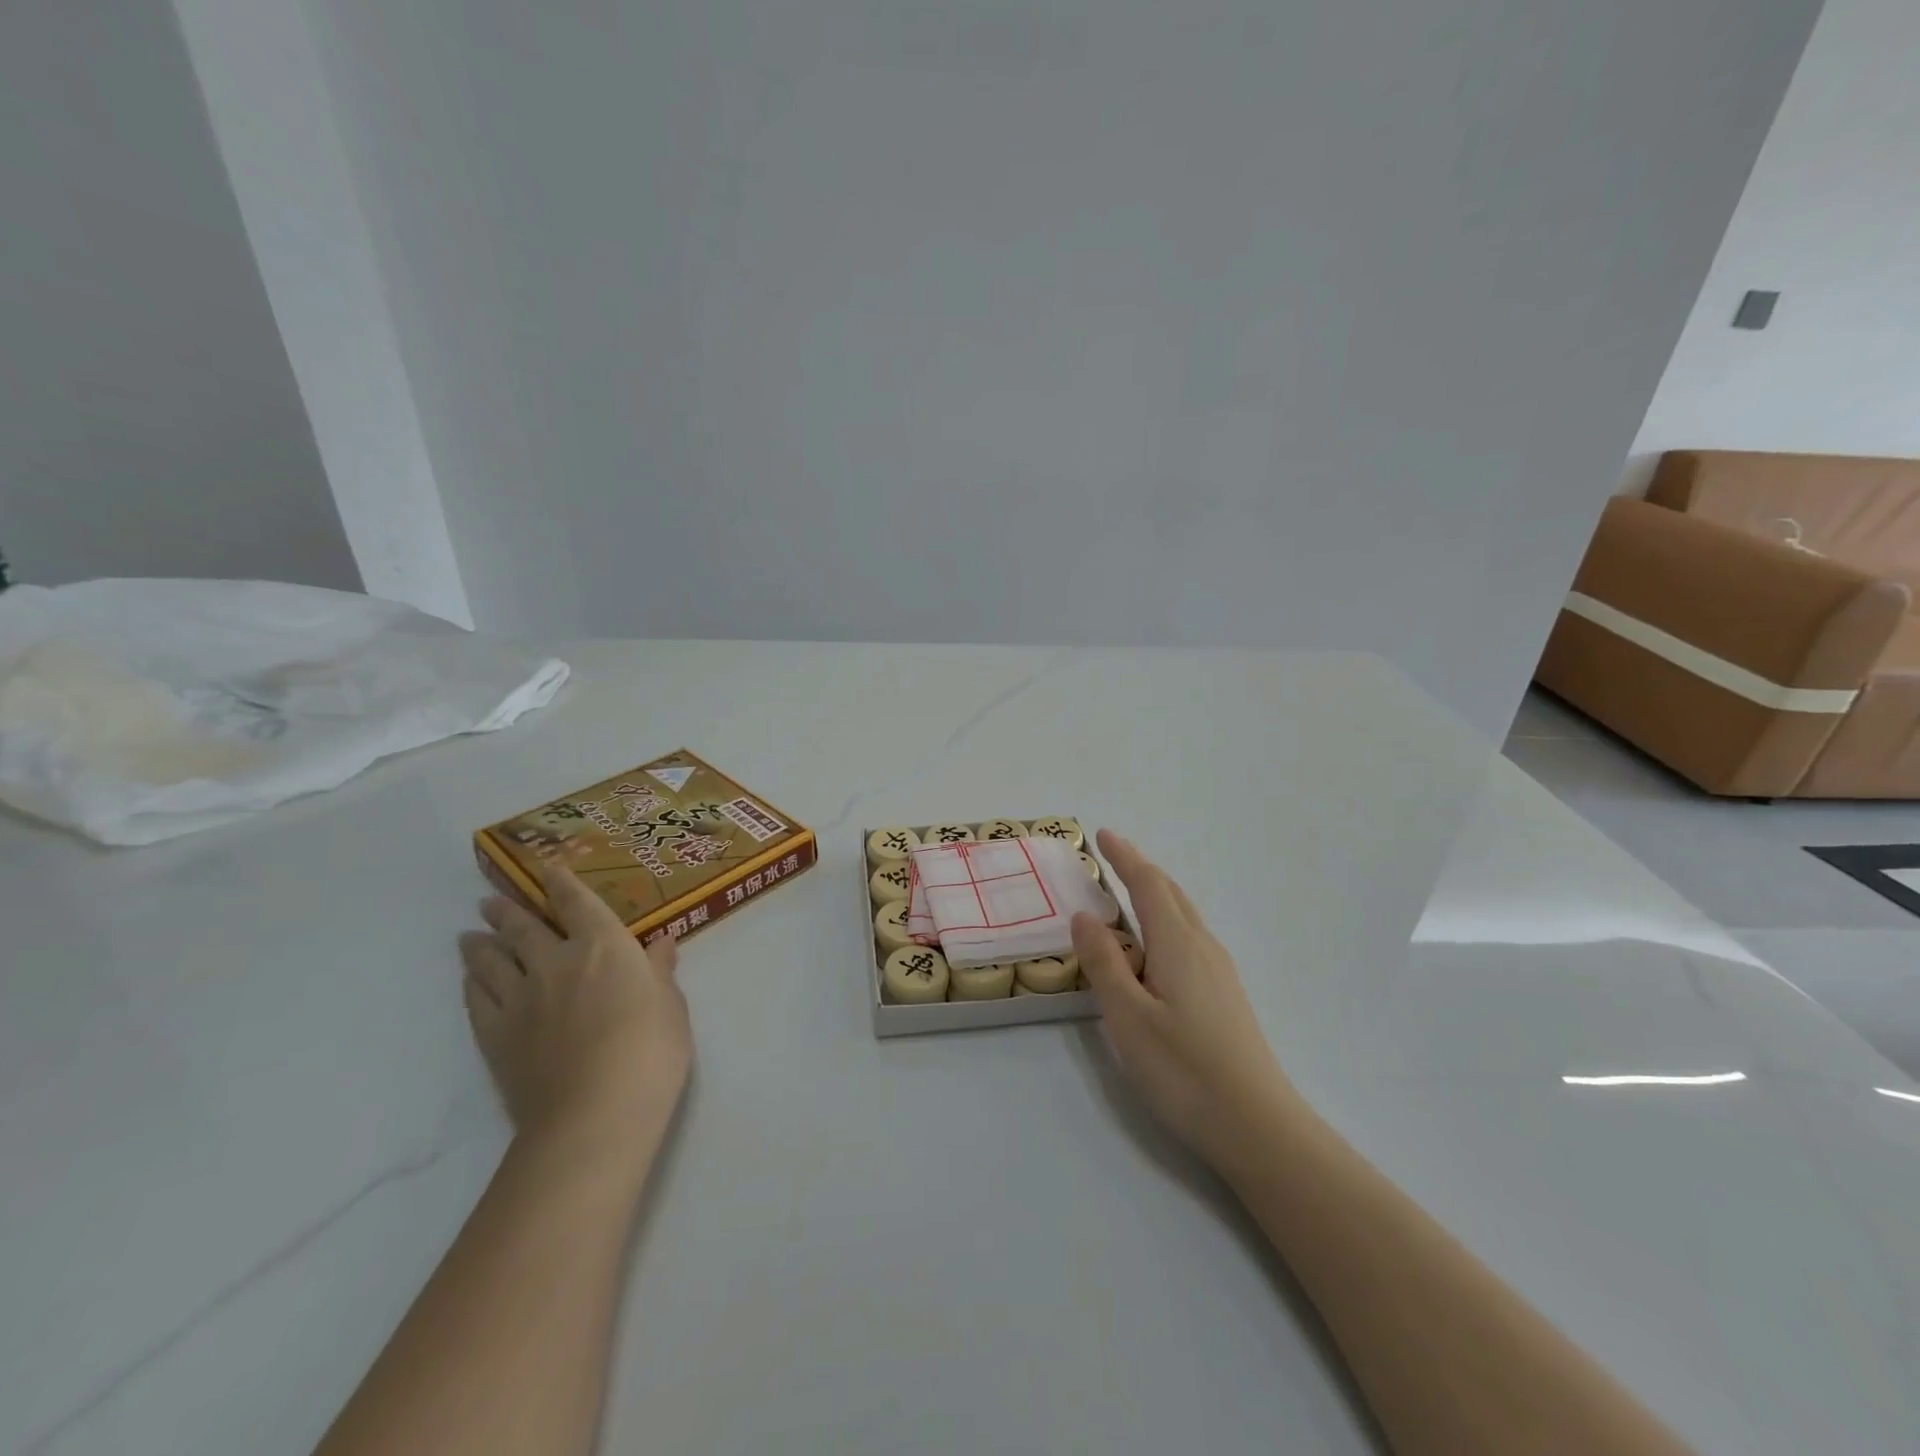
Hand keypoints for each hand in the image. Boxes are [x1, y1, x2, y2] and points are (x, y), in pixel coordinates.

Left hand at [459, 864, 691, 1161]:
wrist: (595, 1112)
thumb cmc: (650, 1049)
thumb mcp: (671, 1005)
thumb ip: (660, 972)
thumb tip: (661, 944)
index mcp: (603, 946)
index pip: (577, 902)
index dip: (560, 883)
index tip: (545, 869)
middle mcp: (555, 961)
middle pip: (524, 927)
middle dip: (507, 910)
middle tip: (490, 901)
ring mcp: (521, 998)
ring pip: (492, 960)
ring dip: (480, 944)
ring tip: (469, 936)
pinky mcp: (496, 1036)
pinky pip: (477, 1000)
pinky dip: (471, 984)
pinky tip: (469, 980)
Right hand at [1073, 830, 1293, 1171]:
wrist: (1258, 1125)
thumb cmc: (1184, 1069)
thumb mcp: (1128, 1016)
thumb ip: (1104, 963)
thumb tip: (1085, 916)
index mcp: (1178, 944)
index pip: (1148, 885)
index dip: (1125, 857)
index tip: (1103, 834)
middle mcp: (1203, 947)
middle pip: (1171, 894)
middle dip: (1141, 870)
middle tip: (1112, 857)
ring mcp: (1220, 972)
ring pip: (1183, 917)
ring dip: (1155, 896)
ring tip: (1128, 896)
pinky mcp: (1225, 996)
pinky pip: (1189, 940)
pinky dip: (1166, 924)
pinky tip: (1156, 951)